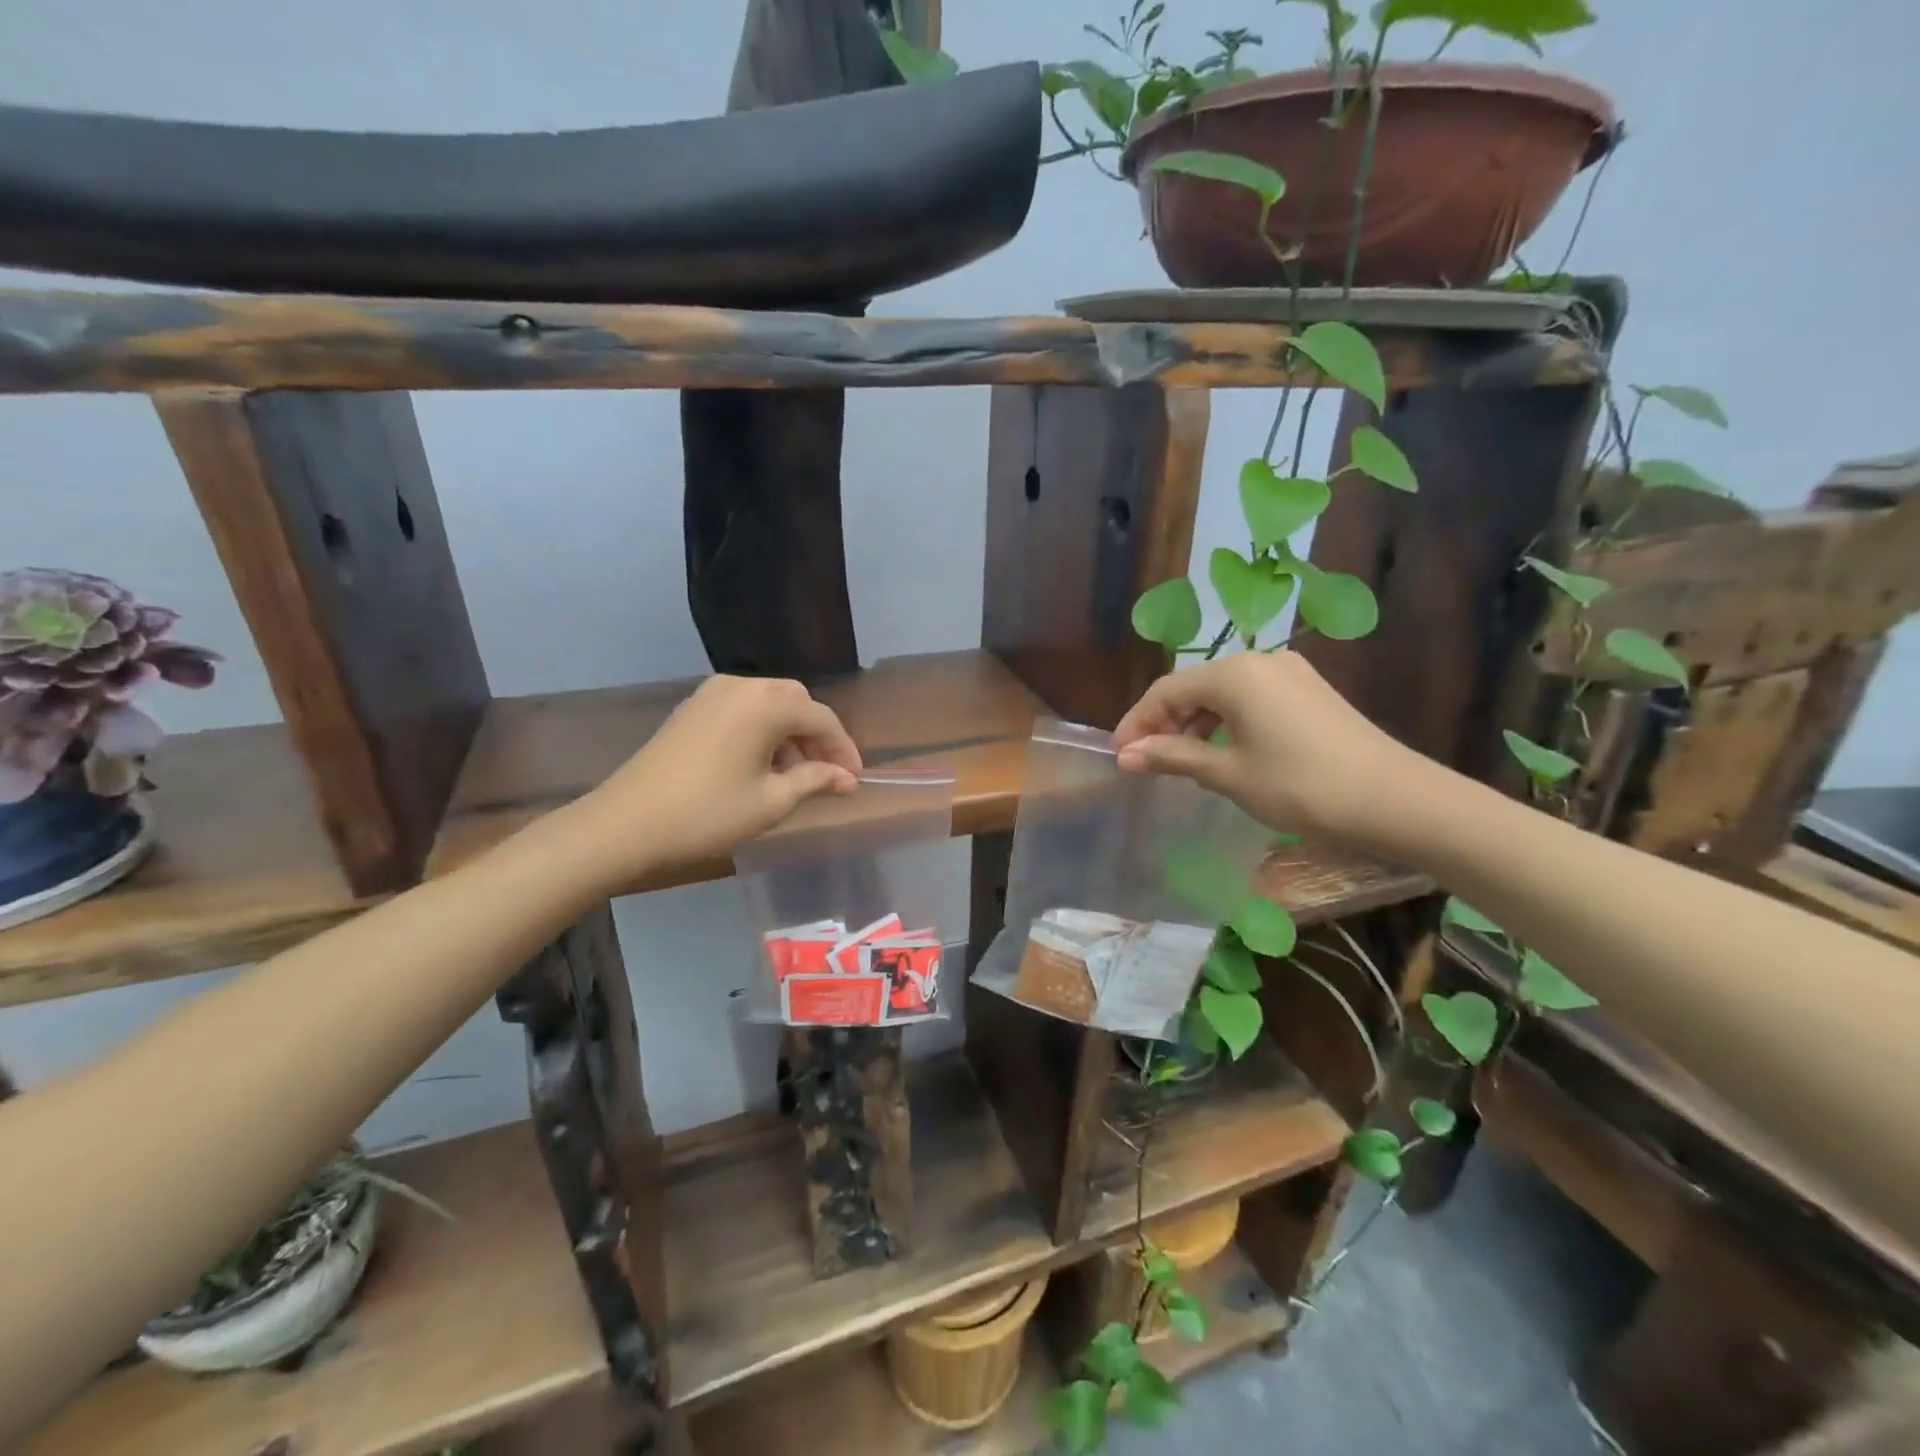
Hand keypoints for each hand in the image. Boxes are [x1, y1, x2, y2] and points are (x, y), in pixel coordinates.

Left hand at [569, 675, 861, 887]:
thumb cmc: (708, 813)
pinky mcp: (692, 709)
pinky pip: (742, 711)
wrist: (626, 823)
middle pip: (796, 703)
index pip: (821, 719)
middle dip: (816, 737)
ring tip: (795, 776)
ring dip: (789, 734)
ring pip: (768, 705)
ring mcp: (711, 694)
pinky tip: (761, 765)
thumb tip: (846, 778)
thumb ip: (815, 780)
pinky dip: (761, 732)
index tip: (854, 780)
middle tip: (827, 774)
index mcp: (766, 703)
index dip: (844, 750)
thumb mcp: (772, 801)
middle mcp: (741, 686)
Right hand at [1111, 652, 1434, 846]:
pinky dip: (1226, 723)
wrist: (1395, 800)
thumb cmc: (1300, 786)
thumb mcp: (1228, 774)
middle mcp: (1260, 661)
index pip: (1166, 690)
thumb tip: (1126, 756)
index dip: (1137, 722)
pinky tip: (1222, 752)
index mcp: (1235, 673)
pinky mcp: (1310, 692)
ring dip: (1195, 724)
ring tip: (1180, 762)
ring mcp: (1290, 674)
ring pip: (1223, 693)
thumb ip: (1173, 757)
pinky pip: (1251, 700)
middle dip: (1164, 723)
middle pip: (1194, 687)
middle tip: (1146, 761)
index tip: (1118, 756)